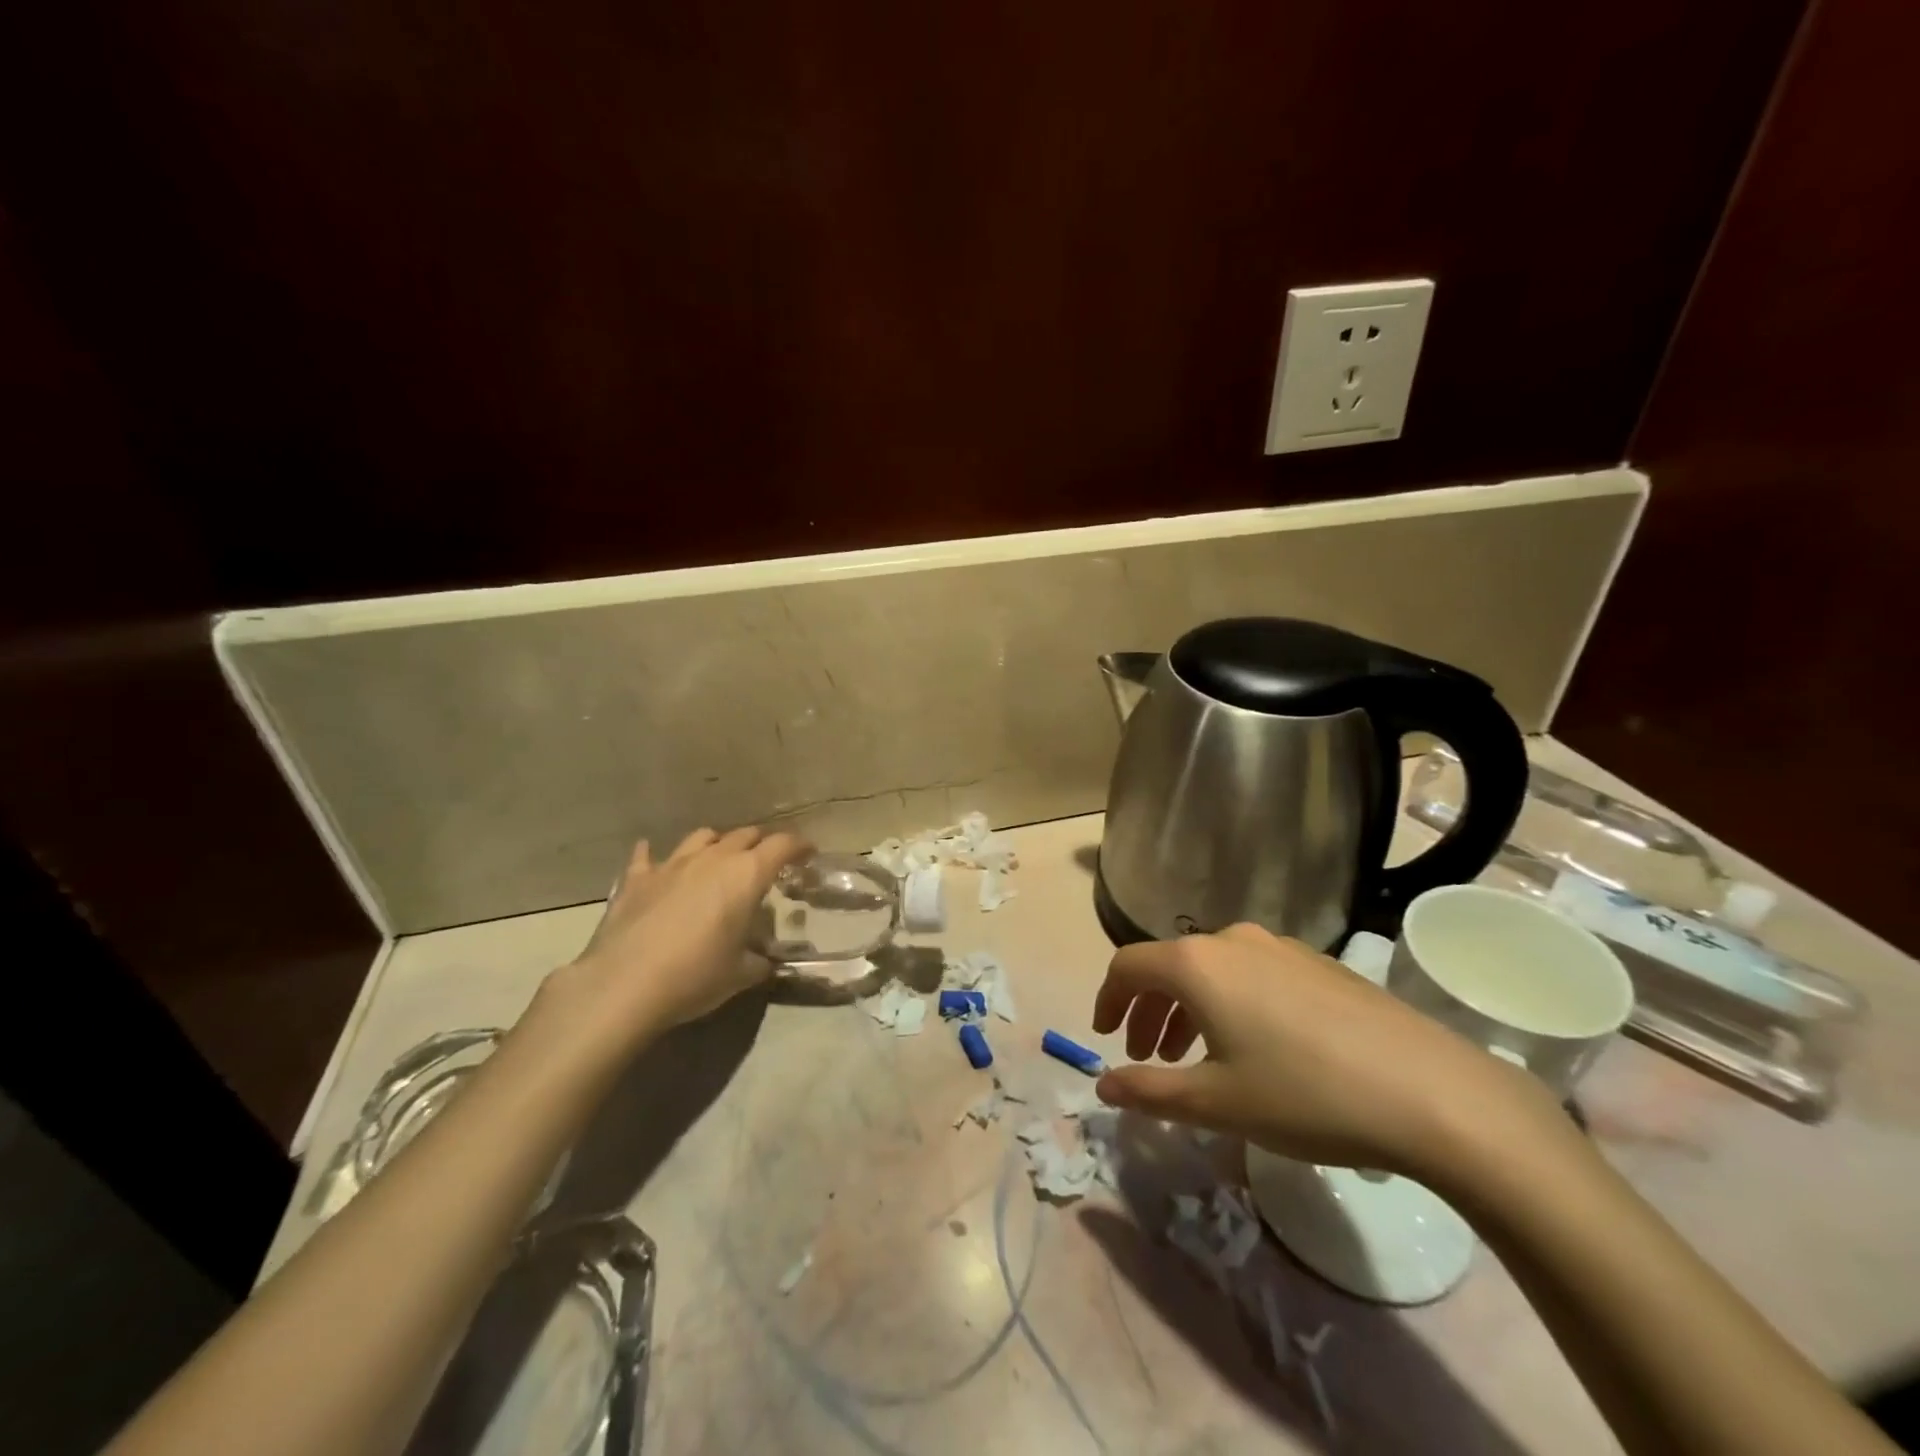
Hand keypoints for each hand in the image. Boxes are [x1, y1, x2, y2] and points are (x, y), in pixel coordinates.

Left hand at [542, 826, 810, 1052]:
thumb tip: (768, 961)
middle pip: (745, 835)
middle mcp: (713, 859)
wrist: (623, 986)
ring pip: (702, 837)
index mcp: (746, 875)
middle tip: (767, 861)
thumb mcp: (741, 974)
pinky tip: (652, 857)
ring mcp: (672, 864)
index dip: (799, 846)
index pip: (783, 845)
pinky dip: (654, 856)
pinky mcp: (637, 879)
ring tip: (719, 858)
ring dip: (717, 843)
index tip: (808, 853)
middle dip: (761, 843)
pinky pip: (647, 857)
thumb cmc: (695, 977)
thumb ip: (760, 961)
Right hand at [1090, 922, 1555, 1177]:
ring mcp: (1280, 947)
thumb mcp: (1215, 1103)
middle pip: (1170, 966)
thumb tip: (1102, 1085)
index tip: (1104, 1038)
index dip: (1107, 1000)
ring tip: (1196, 1057)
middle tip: (1146, 1057)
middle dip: (1148, 1011)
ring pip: (1212, 970)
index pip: (1128, 966)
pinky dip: (1230, 1003)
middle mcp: (1232, 940)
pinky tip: (1255, 1047)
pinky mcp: (1318, 963)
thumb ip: (1148, 1092)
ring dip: (1189, 1008)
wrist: (1432, 1093)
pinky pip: (1251, 973)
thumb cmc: (1305, 1096)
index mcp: (1197, 964)